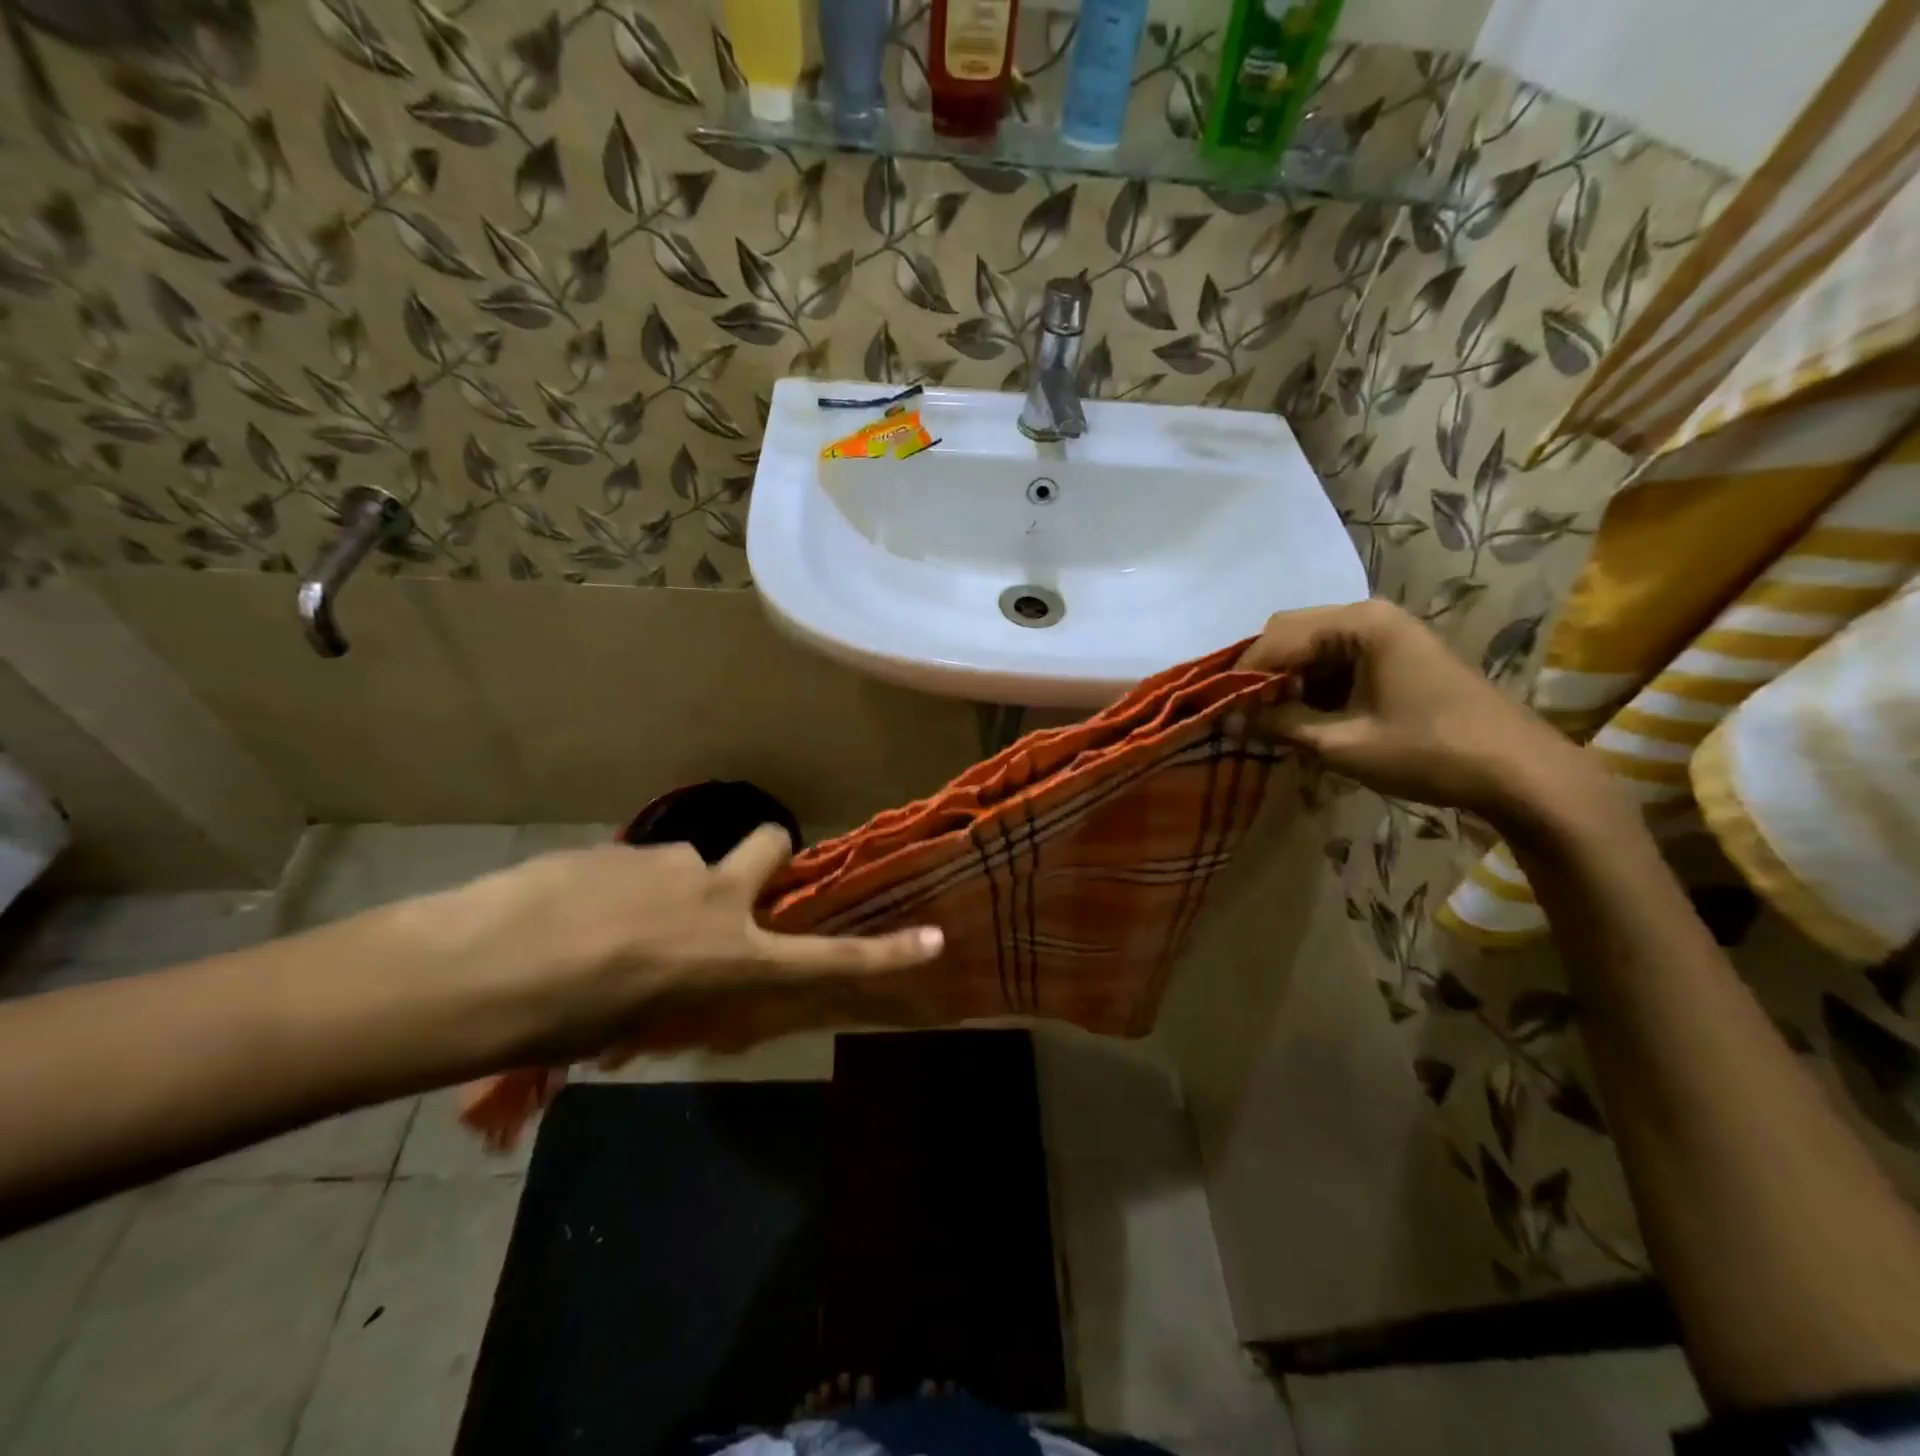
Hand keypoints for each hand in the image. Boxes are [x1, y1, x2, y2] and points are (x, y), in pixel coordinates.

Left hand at [438, 826, 942, 1059]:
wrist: (480, 971)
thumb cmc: (564, 1023)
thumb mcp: (642, 1025)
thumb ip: (679, 990)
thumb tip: (678, 976)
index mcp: (732, 956)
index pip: (827, 955)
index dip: (885, 951)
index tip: (934, 938)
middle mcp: (718, 898)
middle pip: (772, 843)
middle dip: (767, 855)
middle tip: (730, 882)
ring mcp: (671, 864)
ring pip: (688, 863)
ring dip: (666, 886)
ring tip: (606, 924)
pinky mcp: (620, 848)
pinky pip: (635, 864)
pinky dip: (618, 885)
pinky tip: (569, 912)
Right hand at [1239, 600, 1604, 821]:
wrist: (1520, 773)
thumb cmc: (1429, 752)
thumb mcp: (1344, 743)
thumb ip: (1281, 725)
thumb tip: (1228, 722)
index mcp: (1359, 623)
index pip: (1277, 638)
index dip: (1243, 675)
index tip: (1217, 710)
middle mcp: (1369, 615)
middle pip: (1292, 633)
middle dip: (1264, 674)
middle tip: (1244, 715)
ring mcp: (1386, 633)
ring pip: (1312, 647)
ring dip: (1288, 681)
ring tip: (1272, 722)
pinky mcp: (1395, 655)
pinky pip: (1336, 660)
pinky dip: (1314, 686)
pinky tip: (1307, 718)